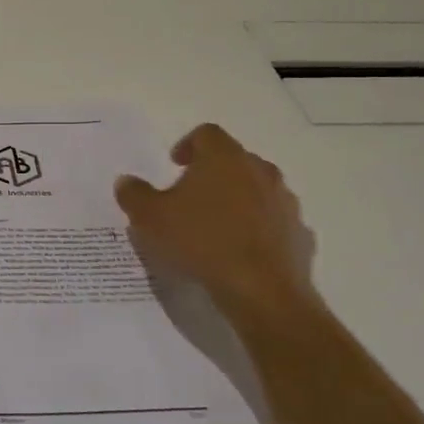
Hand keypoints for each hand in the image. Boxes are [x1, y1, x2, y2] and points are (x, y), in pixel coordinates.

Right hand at [115, 124, 317, 323]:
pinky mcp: (298, 233)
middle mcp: (260, 171)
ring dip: (237, 200)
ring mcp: (284, 202)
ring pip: (257, 190)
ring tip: (214, 226)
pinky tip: (238, 251)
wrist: (261, 290)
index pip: (207, 134)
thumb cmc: (200, 241)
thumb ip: (134, 194)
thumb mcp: (149, 218)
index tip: (174, 165)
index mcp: (224, 158)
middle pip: (234, 160)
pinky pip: (273, 222)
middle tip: (189, 196)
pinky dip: (256, 228)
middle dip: (212, 173)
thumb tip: (126, 181)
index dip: (187, 145)